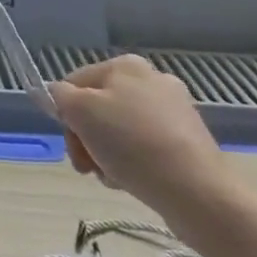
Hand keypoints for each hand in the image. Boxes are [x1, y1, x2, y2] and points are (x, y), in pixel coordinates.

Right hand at [47, 55, 228, 211]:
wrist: (197, 191)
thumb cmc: (131, 143)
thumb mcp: (80, 112)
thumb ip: (60, 96)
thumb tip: (58, 95)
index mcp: (125, 66)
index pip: (75, 83)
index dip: (65, 115)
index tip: (72, 147)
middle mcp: (152, 79)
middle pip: (97, 107)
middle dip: (86, 138)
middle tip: (87, 167)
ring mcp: (174, 110)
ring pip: (119, 130)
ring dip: (106, 153)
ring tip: (113, 177)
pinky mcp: (188, 140)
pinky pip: (145, 147)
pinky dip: (132, 162)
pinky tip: (134, 180)